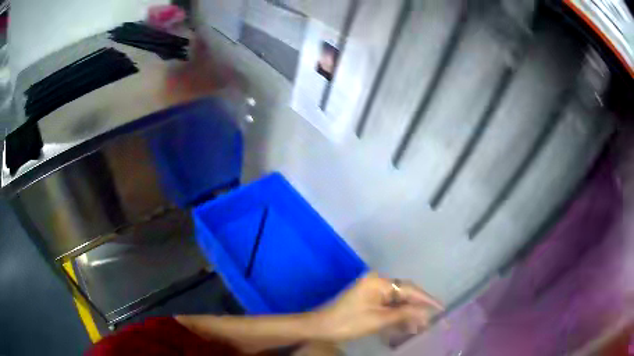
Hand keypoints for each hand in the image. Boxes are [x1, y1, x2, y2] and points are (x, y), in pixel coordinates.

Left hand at [315, 272, 443, 340]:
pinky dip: (397, 315)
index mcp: (379, 282)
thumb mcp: (379, 320)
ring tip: (419, 327)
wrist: (321, 327)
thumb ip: (404, 314)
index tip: (441, 307)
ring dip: (408, 314)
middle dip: (417, 308)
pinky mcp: (369, 299)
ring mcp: (373, 290)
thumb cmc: (349, 323)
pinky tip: (405, 325)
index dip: (427, 299)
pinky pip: (388, 305)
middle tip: (431, 321)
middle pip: (404, 294)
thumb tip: (426, 313)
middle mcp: (378, 282)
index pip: (410, 289)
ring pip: (398, 301)